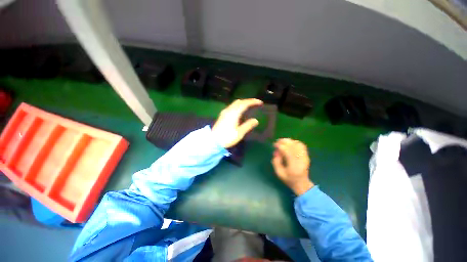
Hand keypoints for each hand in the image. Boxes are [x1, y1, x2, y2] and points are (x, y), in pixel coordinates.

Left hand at [212, 98, 263, 147]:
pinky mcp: (222, 115)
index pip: (245, 104)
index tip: (260, 102)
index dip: (253, 102)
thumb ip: (248, 125)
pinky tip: (239, 111)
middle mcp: (229, 110)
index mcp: (234, 113)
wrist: (213, 141)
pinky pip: (231, 107)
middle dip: (248, 101)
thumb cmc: (227, 137)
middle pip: (239, 102)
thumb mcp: (239, 133)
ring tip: (248, 107)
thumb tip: (256, 120)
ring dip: (242, 103)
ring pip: (234, 103)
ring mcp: (224, 112)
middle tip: (255, 104)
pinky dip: (237, 106)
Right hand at [272, 138, 313, 194]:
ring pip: (298, 144)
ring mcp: (305, 157)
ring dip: (289, 141)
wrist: (302, 184)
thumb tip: (276, 151)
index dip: (280, 146)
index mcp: (293, 166)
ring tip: (283, 141)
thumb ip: (276, 162)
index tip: (274, 145)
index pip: (287, 151)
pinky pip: (302, 146)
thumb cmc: (289, 179)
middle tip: (277, 141)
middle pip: (293, 146)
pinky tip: (290, 143)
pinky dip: (295, 142)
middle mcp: (301, 160)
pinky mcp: (306, 156)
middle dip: (284, 141)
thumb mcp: (279, 173)